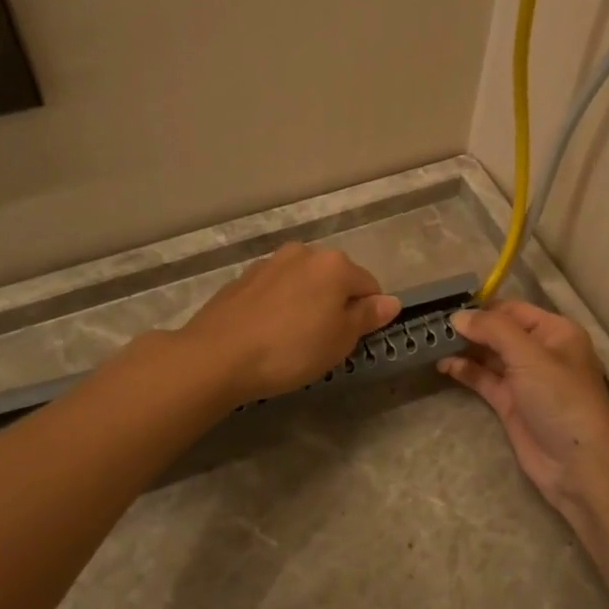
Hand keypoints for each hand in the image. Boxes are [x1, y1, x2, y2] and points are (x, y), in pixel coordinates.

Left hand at [179, 242, 399, 403]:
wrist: (217, 355)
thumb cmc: (290, 349)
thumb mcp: (340, 340)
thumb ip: (367, 316)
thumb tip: (391, 301)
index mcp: (334, 264)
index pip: (369, 285)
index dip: (368, 314)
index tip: (354, 341)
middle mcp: (304, 253)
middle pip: (335, 279)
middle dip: (336, 305)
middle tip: (325, 342)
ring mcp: (270, 263)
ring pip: (303, 283)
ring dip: (306, 303)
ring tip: (293, 339)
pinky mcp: (243, 279)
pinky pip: (275, 291)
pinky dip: (280, 306)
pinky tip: (268, 333)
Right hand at [439, 300, 608, 519]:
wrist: (579, 465)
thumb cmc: (561, 399)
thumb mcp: (530, 356)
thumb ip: (493, 330)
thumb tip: (458, 316)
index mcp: (555, 331)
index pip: (513, 309)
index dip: (483, 307)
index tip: (447, 306)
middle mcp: (540, 351)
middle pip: (499, 331)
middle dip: (470, 328)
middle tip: (432, 324)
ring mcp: (525, 379)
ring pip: (489, 356)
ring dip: (464, 349)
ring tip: (432, 342)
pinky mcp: (511, 404)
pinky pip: (484, 380)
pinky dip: (465, 371)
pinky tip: (444, 365)